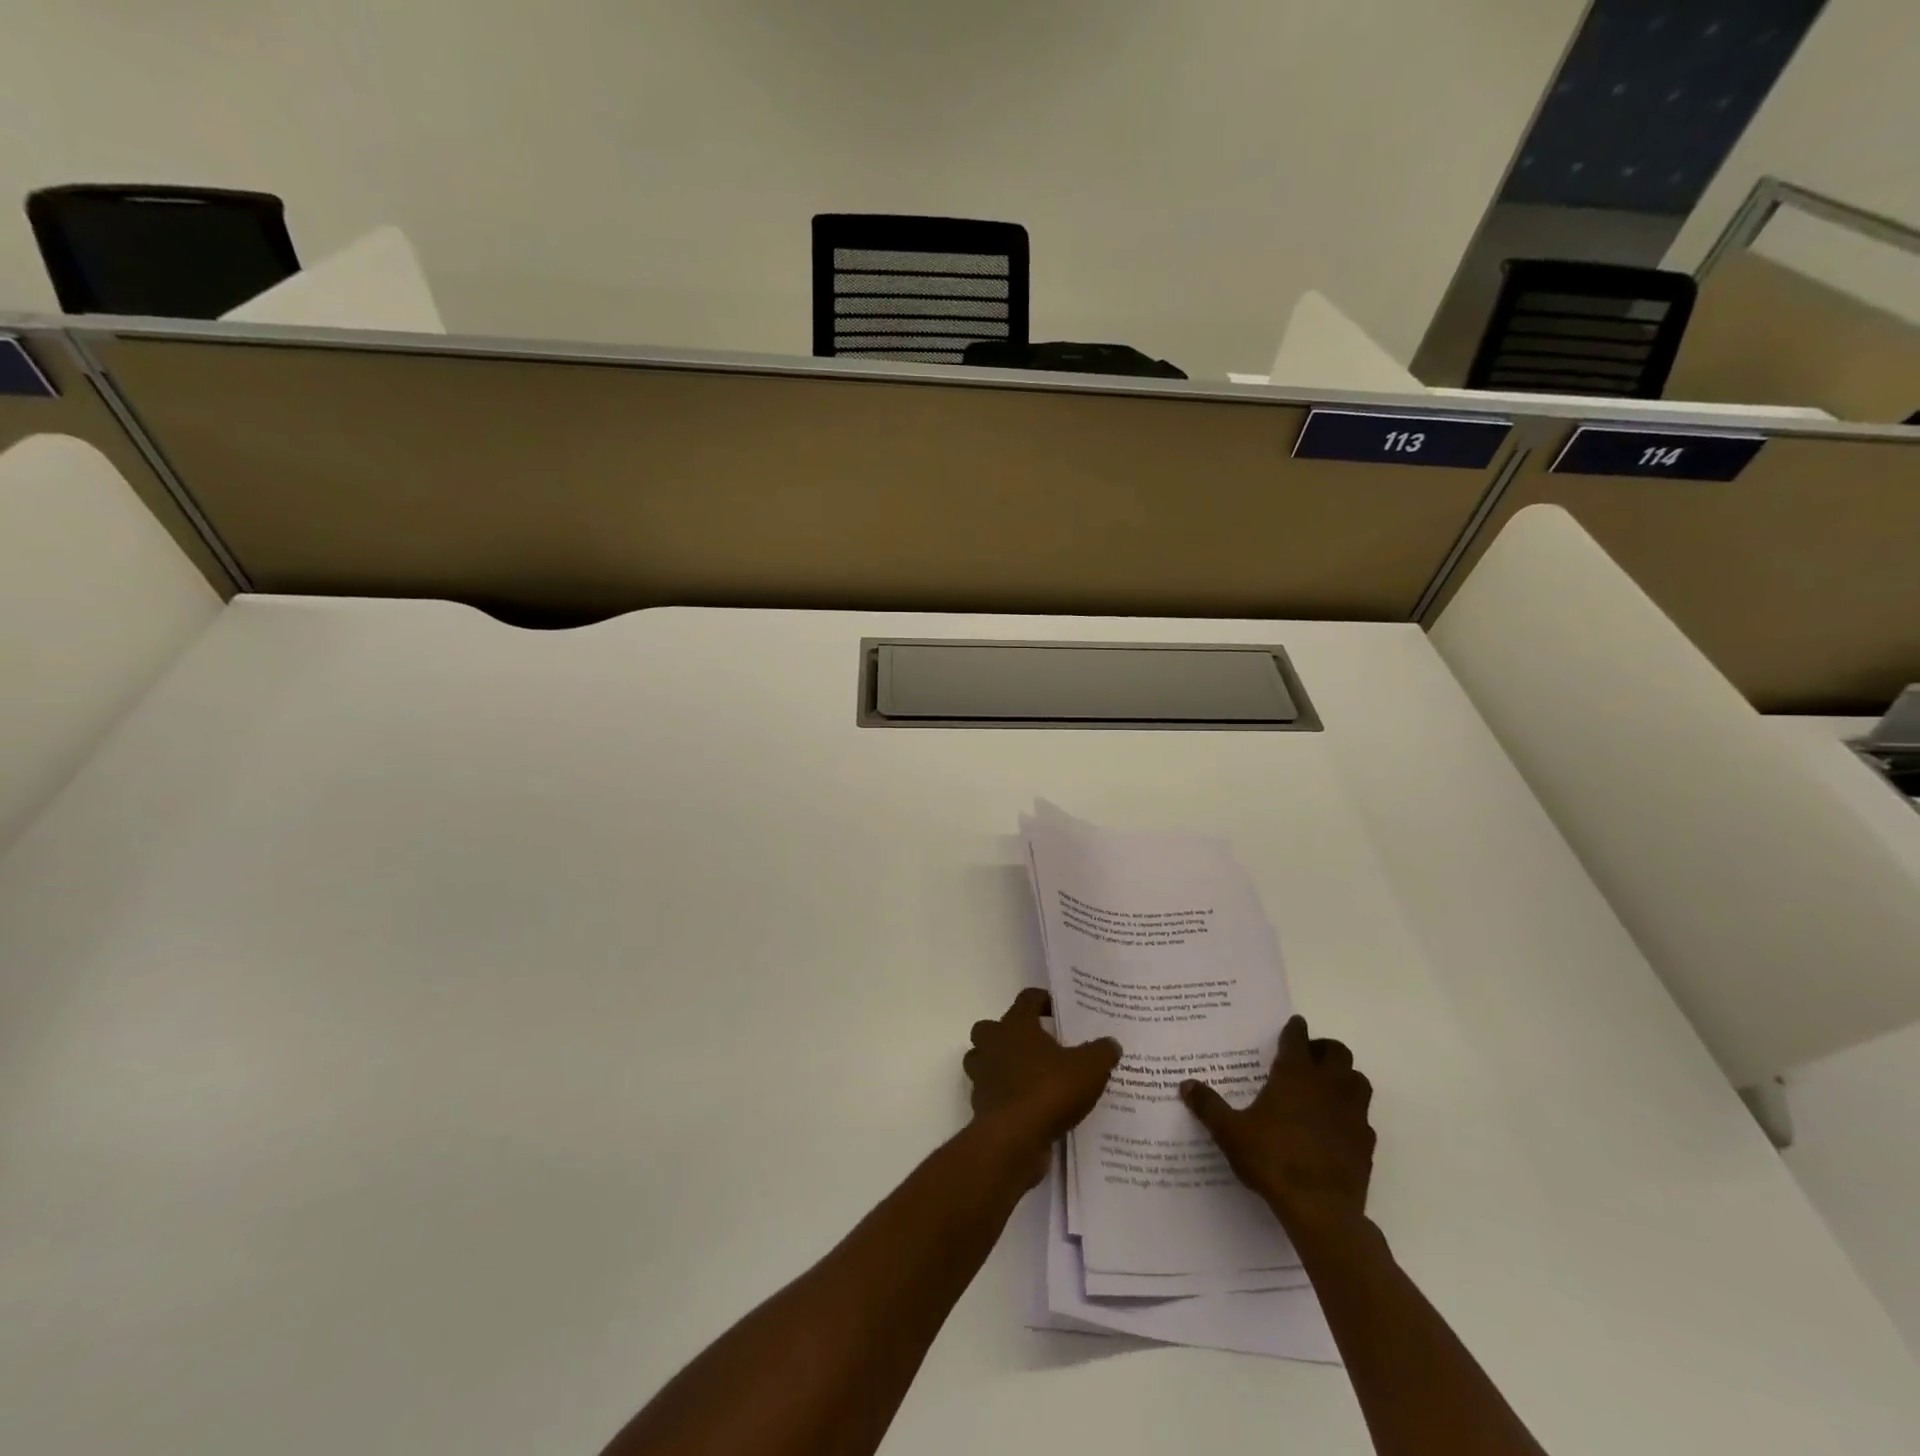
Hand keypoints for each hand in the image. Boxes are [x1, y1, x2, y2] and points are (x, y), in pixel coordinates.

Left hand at [963, 988, 1121, 1185]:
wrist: (1014, 1139)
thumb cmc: (1049, 1090)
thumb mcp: (1089, 1068)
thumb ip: (1101, 1052)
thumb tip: (1111, 1043)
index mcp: (1016, 1025)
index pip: (1027, 999)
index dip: (1042, 1000)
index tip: (1058, 1010)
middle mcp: (993, 1044)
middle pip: (990, 1028)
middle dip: (1007, 1033)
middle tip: (1034, 1045)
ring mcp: (983, 1075)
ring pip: (982, 1059)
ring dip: (999, 1064)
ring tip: (1027, 1075)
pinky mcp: (981, 1105)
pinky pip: (990, 1092)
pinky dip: (1003, 1096)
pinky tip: (1027, 1107)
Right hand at [1180, 1014, 1373, 1235]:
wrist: (1320, 1210)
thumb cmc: (1272, 1160)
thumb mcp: (1230, 1132)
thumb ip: (1208, 1106)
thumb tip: (1186, 1085)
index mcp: (1295, 1075)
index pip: (1298, 1039)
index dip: (1294, 1029)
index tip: (1293, 1025)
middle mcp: (1328, 1086)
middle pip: (1338, 1053)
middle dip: (1324, 1050)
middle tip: (1308, 1058)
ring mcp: (1352, 1114)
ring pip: (1358, 1080)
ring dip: (1344, 1078)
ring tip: (1325, 1088)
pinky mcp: (1366, 1143)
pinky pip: (1363, 1117)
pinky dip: (1351, 1114)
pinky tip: (1336, 1127)